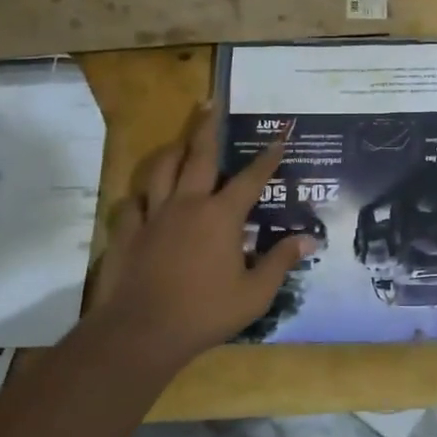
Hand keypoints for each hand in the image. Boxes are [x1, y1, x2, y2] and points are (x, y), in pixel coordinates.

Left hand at [82, 107, 310, 368]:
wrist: (142, 333)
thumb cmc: (206, 312)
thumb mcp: (255, 293)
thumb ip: (280, 262)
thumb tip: (308, 239)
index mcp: (221, 216)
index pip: (251, 178)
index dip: (267, 158)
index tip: (279, 138)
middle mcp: (187, 205)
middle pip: (199, 156)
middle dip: (208, 127)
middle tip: (211, 103)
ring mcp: (153, 216)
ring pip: (161, 170)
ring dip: (173, 151)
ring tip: (180, 142)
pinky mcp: (128, 233)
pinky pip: (132, 203)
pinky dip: (141, 196)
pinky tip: (144, 198)